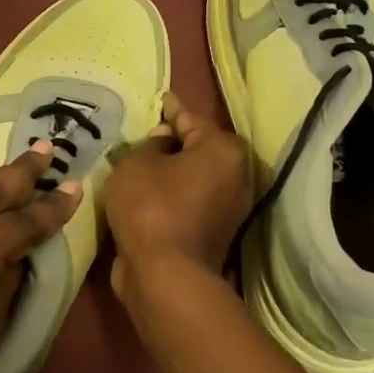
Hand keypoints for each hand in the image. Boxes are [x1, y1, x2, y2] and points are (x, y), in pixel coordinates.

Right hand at [103, 91, 253, 298]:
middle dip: (173, 141)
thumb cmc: (151, 206)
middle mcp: (236, 176)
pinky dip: (172, 194)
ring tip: (141, 161)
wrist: (165, 274)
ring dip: (171, 170)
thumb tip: (162, 142)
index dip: (170, 108)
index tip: (160, 98)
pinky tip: (147, 191)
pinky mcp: (215, 233)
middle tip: (145, 133)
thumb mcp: (136, 163)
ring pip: (194, 176)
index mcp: (223, 149)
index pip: (190, 118)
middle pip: (198, 148)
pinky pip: (189, 201)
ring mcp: (229, 208)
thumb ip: (149, 144)